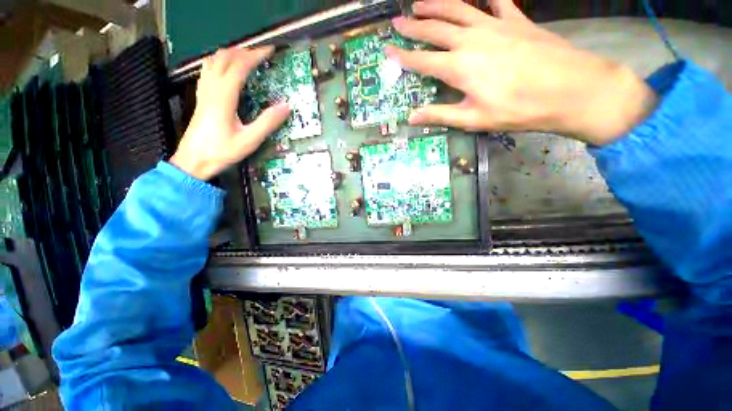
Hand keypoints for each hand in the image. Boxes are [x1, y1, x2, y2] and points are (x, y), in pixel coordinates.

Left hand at [170, 46, 290, 179]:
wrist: (193, 161)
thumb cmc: (221, 152)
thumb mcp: (249, 140)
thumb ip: (268, 122)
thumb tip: (287, 106)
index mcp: (223, 97)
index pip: (239, 67)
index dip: (255, 56)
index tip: (270, 50)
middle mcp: (211, 89)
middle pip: (224, 58)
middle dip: (244, 51)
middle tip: (261, 53)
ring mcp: (203, 92)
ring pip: (213, 61)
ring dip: (230, 54)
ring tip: (246, 56)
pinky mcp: (201, 98)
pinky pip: (208, 71)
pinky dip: (219, 62)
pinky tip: (226, 69)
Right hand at [386, 0, 657, 144]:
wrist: (569, 89)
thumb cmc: (517, 109)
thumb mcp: (473, 119)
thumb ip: (439, 115)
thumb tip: (411, 118)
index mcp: (458, 68)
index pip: (421, 60)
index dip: (401, 56)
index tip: (387, 50)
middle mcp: (471, 40)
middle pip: (435, 29)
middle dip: (413, 25)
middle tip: (398, 20)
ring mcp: (494, 25)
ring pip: (457, 8)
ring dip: (436, 4)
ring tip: (420, 1)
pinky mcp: (515, 19)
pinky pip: (496, 0)